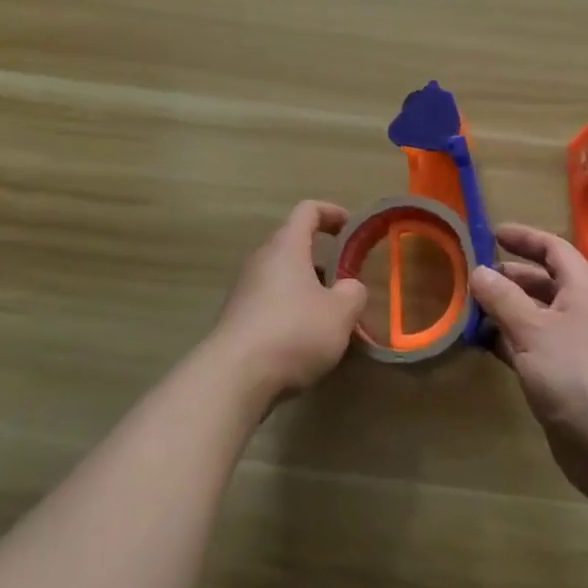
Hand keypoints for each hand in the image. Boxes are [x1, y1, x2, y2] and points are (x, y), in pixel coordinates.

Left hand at [212, 201, 366, 405]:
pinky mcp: (236, 319)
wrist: (234, 377)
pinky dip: (289, 312)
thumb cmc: (294, 332)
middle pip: (293, 245)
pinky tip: (304, 342)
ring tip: (329, 318)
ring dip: (307, 289)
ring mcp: (244, 289)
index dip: (332, 213)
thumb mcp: (340, 313)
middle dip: (322, 260)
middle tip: (345, 282)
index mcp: (286, 246)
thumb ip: (353, 293)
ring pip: (282, 277)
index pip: (308, 210)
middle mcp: (262, 259)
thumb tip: (349, 287)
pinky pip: (269, 303)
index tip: (351, 228)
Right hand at [472, 223, 587, 504]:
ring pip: (533, 315)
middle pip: (541, 281)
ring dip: (503, 310)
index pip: (553, 248)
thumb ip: (502, 298)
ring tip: (467, 308)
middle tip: (470, 275)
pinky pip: (530, 346)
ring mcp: (573, 345)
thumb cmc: (577, 374)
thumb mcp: (533, 330)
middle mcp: (580, 310)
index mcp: (582, 287)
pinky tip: (480, 343)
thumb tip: (478, 270)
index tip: (491, 233)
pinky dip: (507, 340)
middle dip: (507, 276)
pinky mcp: (564, 377)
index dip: (524, 237)